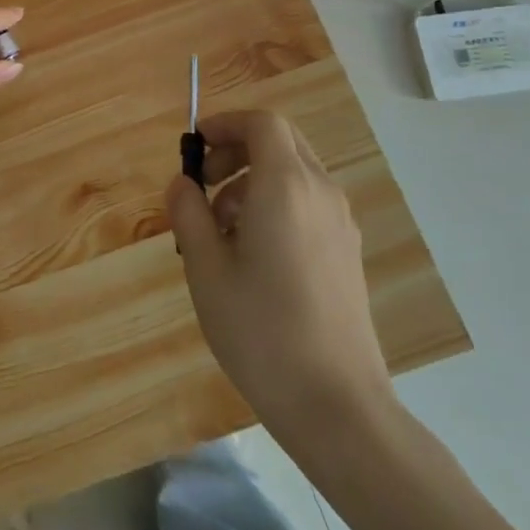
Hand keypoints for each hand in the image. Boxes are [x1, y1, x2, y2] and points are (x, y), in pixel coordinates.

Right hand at [166, 109, 393, 430]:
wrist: (337, 406)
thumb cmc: (261, 330)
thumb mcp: (206, 268)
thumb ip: (189, 213)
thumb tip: (182, 183)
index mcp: (286, 186)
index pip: (262, 123)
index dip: (226, 123)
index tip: (195, 146)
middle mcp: (321, 193)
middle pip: (281, 142)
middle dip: (238, 150)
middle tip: (204, 184)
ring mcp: (340, 224)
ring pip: (294, 174)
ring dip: (253, 181)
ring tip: (220, 231)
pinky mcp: (347, 252)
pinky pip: (307, 204)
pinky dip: (275, 205)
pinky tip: (252, 256)